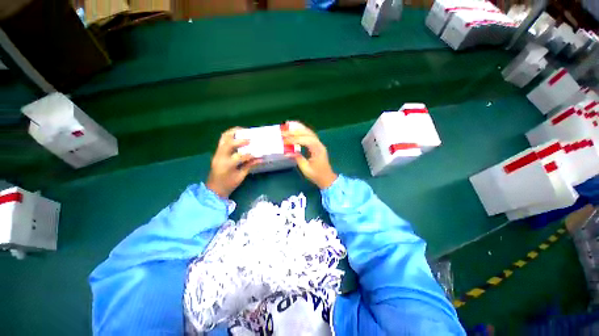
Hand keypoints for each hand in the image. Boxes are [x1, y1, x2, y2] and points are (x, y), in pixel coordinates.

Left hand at [206, 127, 261, 197]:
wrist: (214, 189)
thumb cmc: (228, 184)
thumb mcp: (241, 176)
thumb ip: (249, 165)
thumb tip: (260, 159)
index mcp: (227, 165)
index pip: (239, 156)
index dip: (250, 155)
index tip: (257, 155)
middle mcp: (220, 157)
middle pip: (228, 143)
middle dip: (240, 140)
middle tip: (250, 138)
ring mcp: (217, 153)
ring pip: (223, 138)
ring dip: (233, 133)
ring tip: (242, 130)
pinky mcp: (217, 152)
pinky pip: (222, 140)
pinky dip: (230, 136)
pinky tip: (237, 135)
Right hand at [283, 122, 337, 188]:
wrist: (326, 178)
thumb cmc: (317, 175)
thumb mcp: (306, 168)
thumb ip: (297, 158)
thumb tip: (287, 152)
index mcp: (317, 150)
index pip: (305, 140)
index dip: (294, 139)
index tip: (284, 140)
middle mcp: (319, 144)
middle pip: (307, 133)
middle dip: (295, 130)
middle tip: (284, 128)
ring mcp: (318, 144)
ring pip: (309, 132)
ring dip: (299, 127)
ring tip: (289, 123)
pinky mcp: (316, 145)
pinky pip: (309, 135)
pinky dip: (302, 131)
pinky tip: (296, 129)